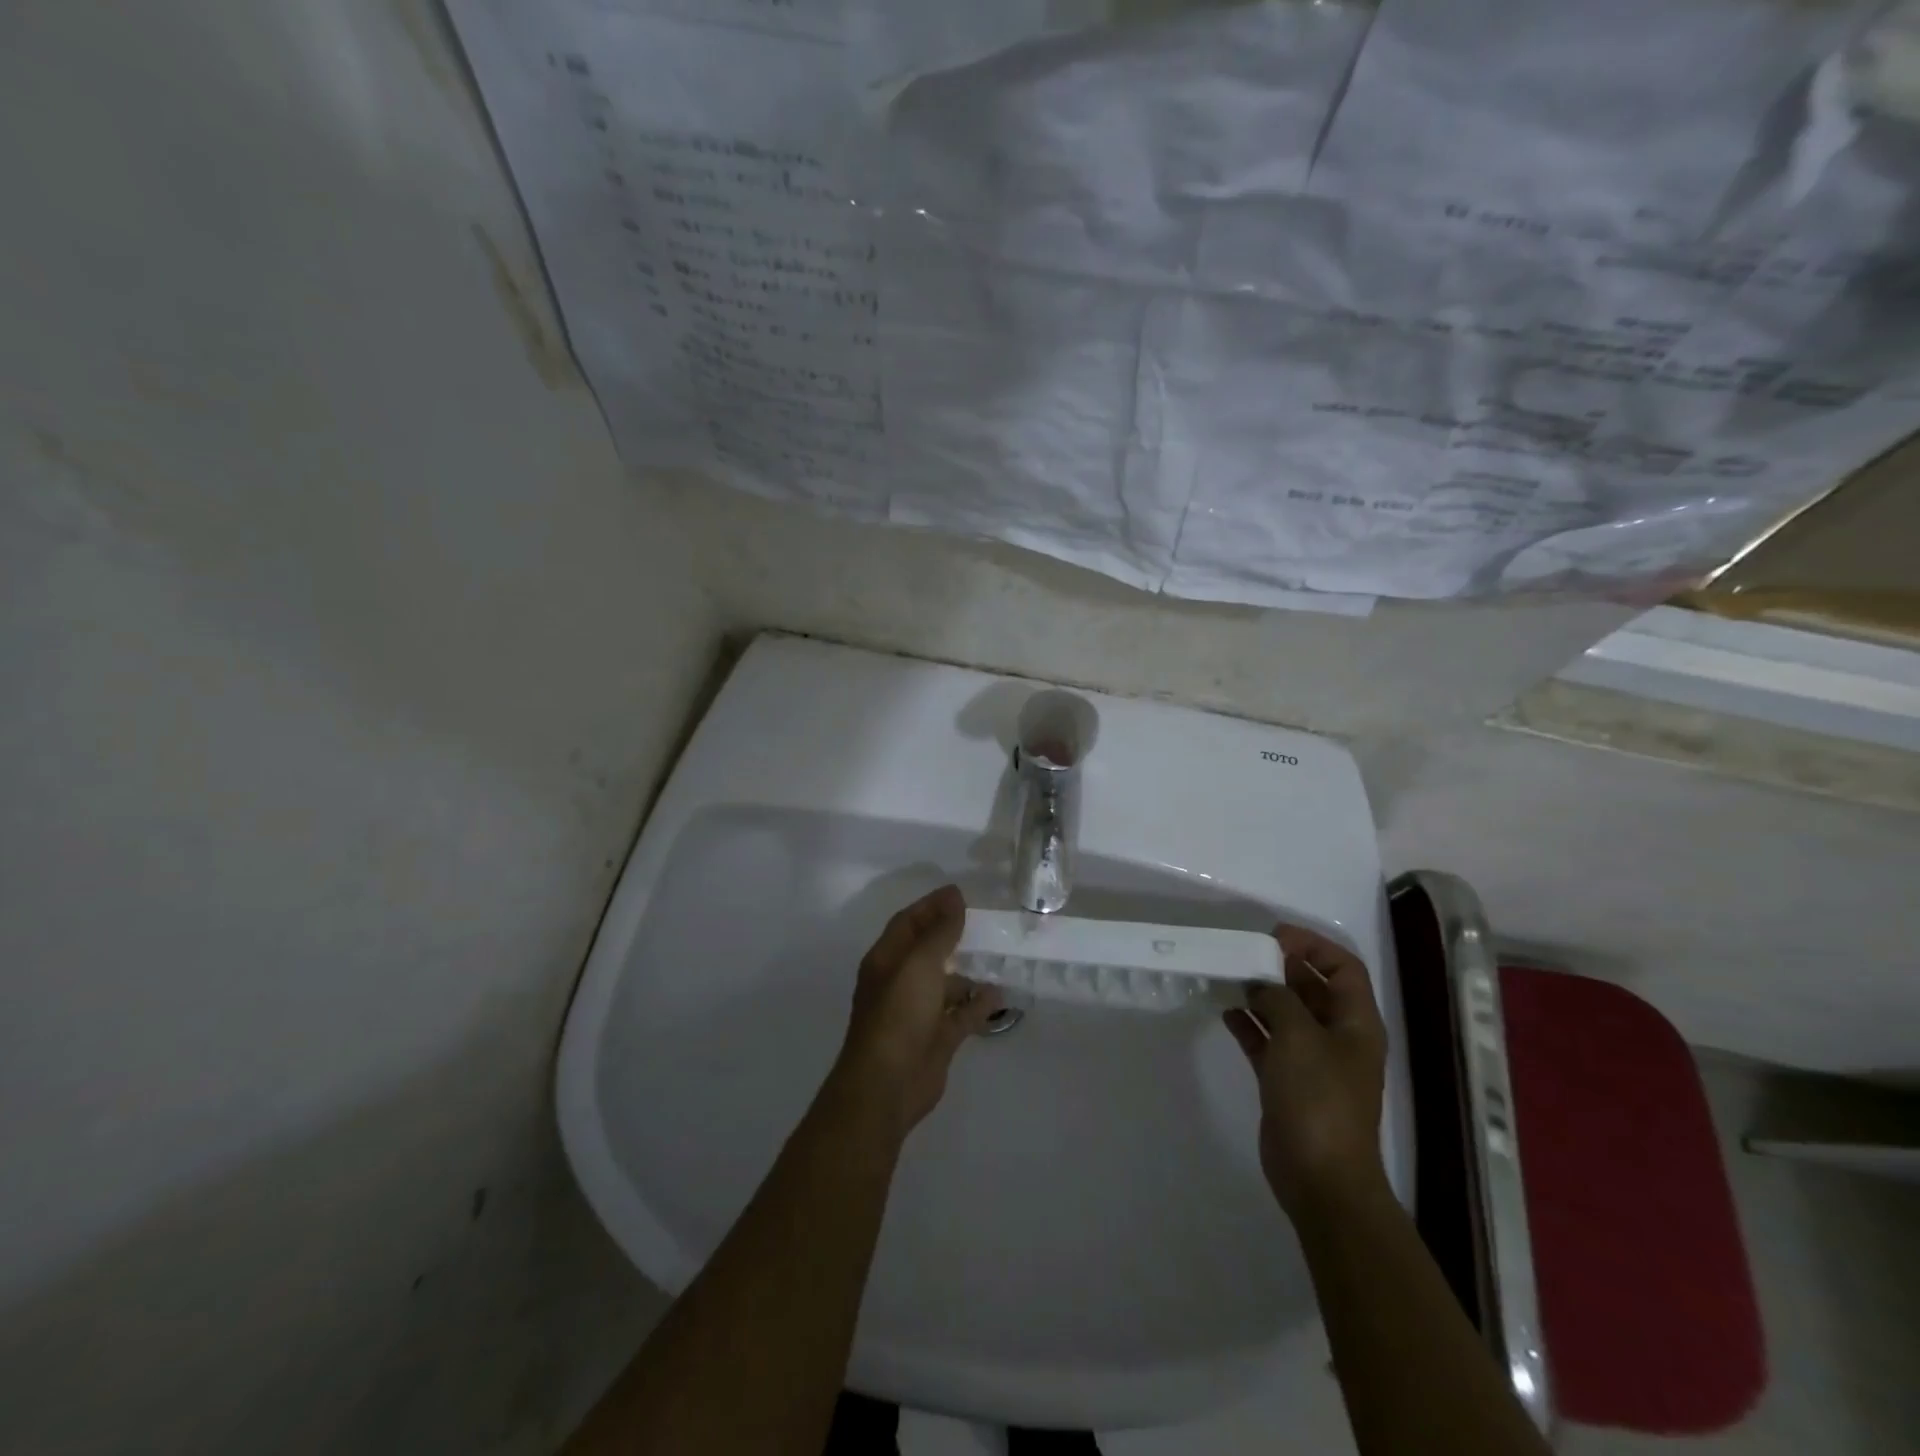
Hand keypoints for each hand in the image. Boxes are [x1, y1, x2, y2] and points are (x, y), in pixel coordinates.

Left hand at [833, 885, 1002, 1136]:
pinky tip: (1000, 994)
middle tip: (985, 922)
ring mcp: (918, 1012)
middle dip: (952, 935)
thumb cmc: (898, 1015)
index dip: (931, 906)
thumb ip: (940, 931)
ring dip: (968, 971)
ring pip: (946, 983)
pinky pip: (962, 1014)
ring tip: (999, 957)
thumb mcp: (919, 964)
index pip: (908, 923)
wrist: (888, 1085)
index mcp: (886, 960)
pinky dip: (979, 1004)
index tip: (961, 893)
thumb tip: (954, 896)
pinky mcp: (937, 1038)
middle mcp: (900, 982)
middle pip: (927, 950)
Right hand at [1223, 924, 1389, 1220]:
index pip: (1343, 967)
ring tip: (1229, 977)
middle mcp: (1338, 1037)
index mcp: (1356, 1022)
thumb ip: (1278, 998)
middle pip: (1312, 987)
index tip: (1273, 937)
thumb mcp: (1299, 1035)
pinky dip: (1249, 1025)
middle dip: (1281, 967)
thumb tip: (1260, 984)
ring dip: (1261, 994)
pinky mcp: (1287, 1081)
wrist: (1320, 1176)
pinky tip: (1225, 1013)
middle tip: (1243, 953)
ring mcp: (1313, 1061)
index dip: (1313, 946)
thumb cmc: (1318, 1097)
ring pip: (1286, 1013)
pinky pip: (1268, 1041)